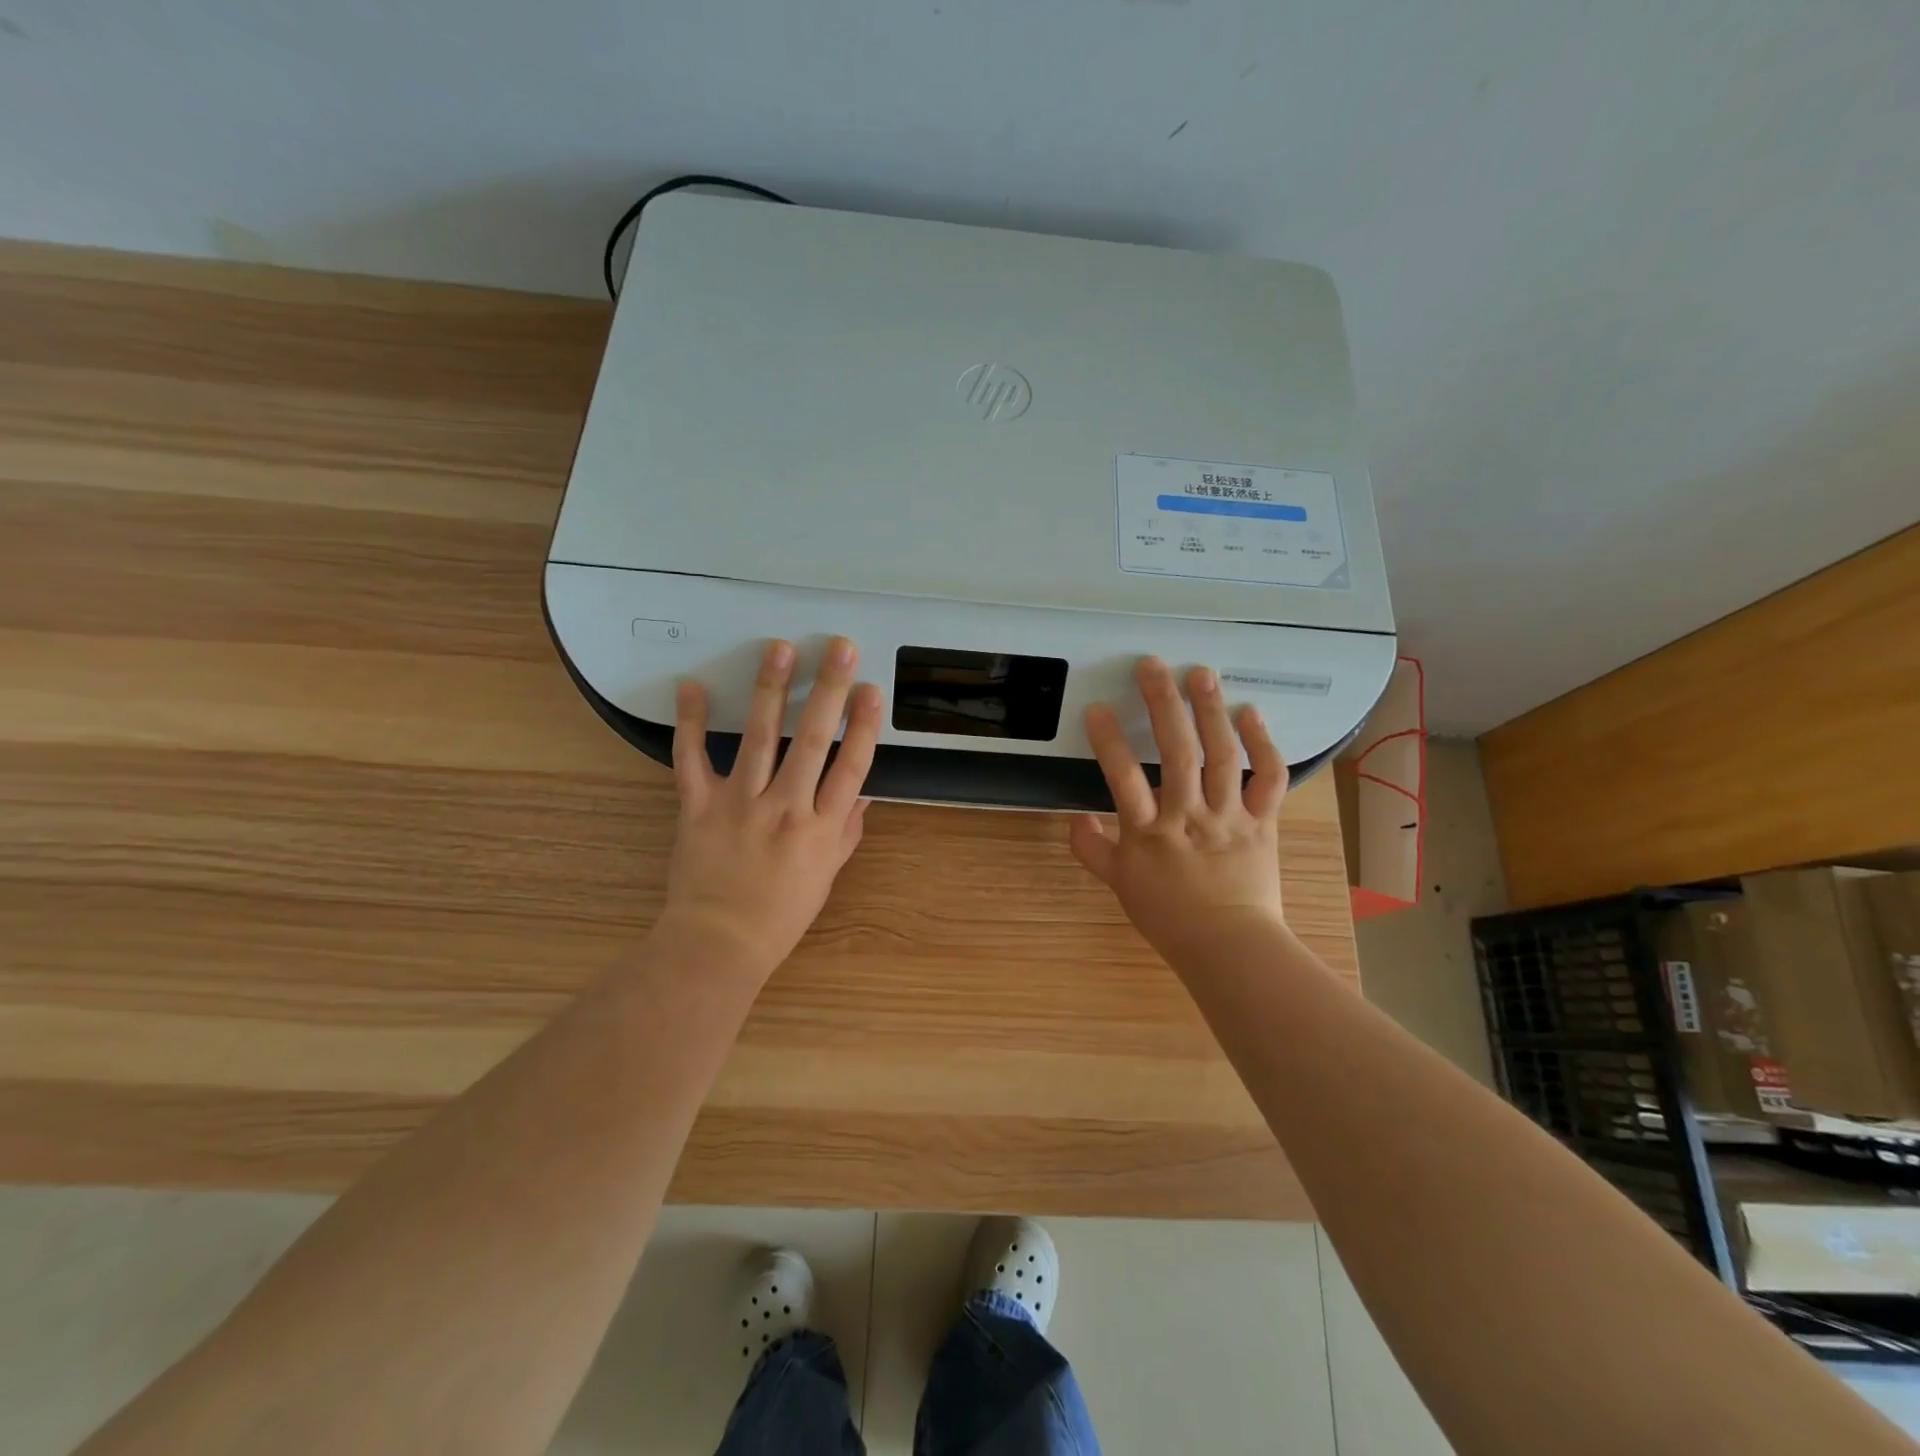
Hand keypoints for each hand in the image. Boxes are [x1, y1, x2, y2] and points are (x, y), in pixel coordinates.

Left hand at [662, 636, 882, 979]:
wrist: (719, 942)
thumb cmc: (780, 914)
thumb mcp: (826, 875)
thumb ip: (845, 831)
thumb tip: (863, 792)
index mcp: (820, 828)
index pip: (851, 767)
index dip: (864, 725)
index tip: (871, 689)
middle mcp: (785, 807)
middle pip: (813, 740)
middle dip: (829, 690)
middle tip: (840, 648)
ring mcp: (739, 803)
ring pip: (759, 738)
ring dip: (772, 690)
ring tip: (780, 650)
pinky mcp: (699, 805)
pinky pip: (691, 759)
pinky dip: (689, 722)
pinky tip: (692, 687)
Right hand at [1069, 658, 1290, 963]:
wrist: (1229, 946)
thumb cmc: (1169, 916)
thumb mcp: (1120, 885)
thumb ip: (1092, 849)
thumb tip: (1074, 817)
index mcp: (1149, 833)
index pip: (1123, 778)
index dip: (1109, 741)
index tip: (1097, 708)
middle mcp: (1189, 816)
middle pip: (1177, 752)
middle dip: (1163, 704)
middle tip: (1153, 666)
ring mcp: (1229, 816)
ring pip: (1222, 755)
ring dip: (1210, 710)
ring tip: (1200, 674)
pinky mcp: (1262, 820)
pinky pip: (1268, 777)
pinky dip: (1263, 743)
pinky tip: (1250, 713)